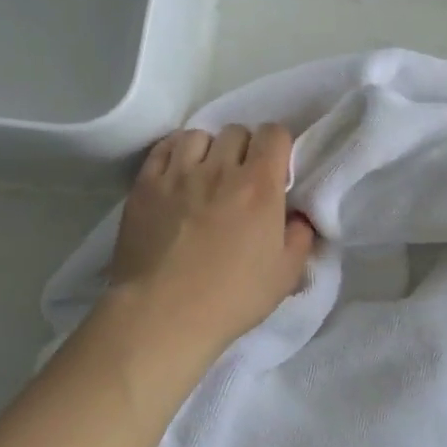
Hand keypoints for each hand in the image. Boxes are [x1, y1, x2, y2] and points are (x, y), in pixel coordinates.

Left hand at [109, 123, 315, 355]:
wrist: (163, 315)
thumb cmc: (231, 298)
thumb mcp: (285, 275)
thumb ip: (301, 238)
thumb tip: (300, 217)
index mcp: (259, 186)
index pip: (274, 133)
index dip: (278, 146)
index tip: (275, 169)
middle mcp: (220, 168)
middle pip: (236, 131)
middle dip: (244, 149)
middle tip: (241, 177)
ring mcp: (178, 173)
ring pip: (198, 135)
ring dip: (208, 150)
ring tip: (205, 174)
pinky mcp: (145, 184)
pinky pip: (163, 148)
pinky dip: (175, 153)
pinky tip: (177, 173)